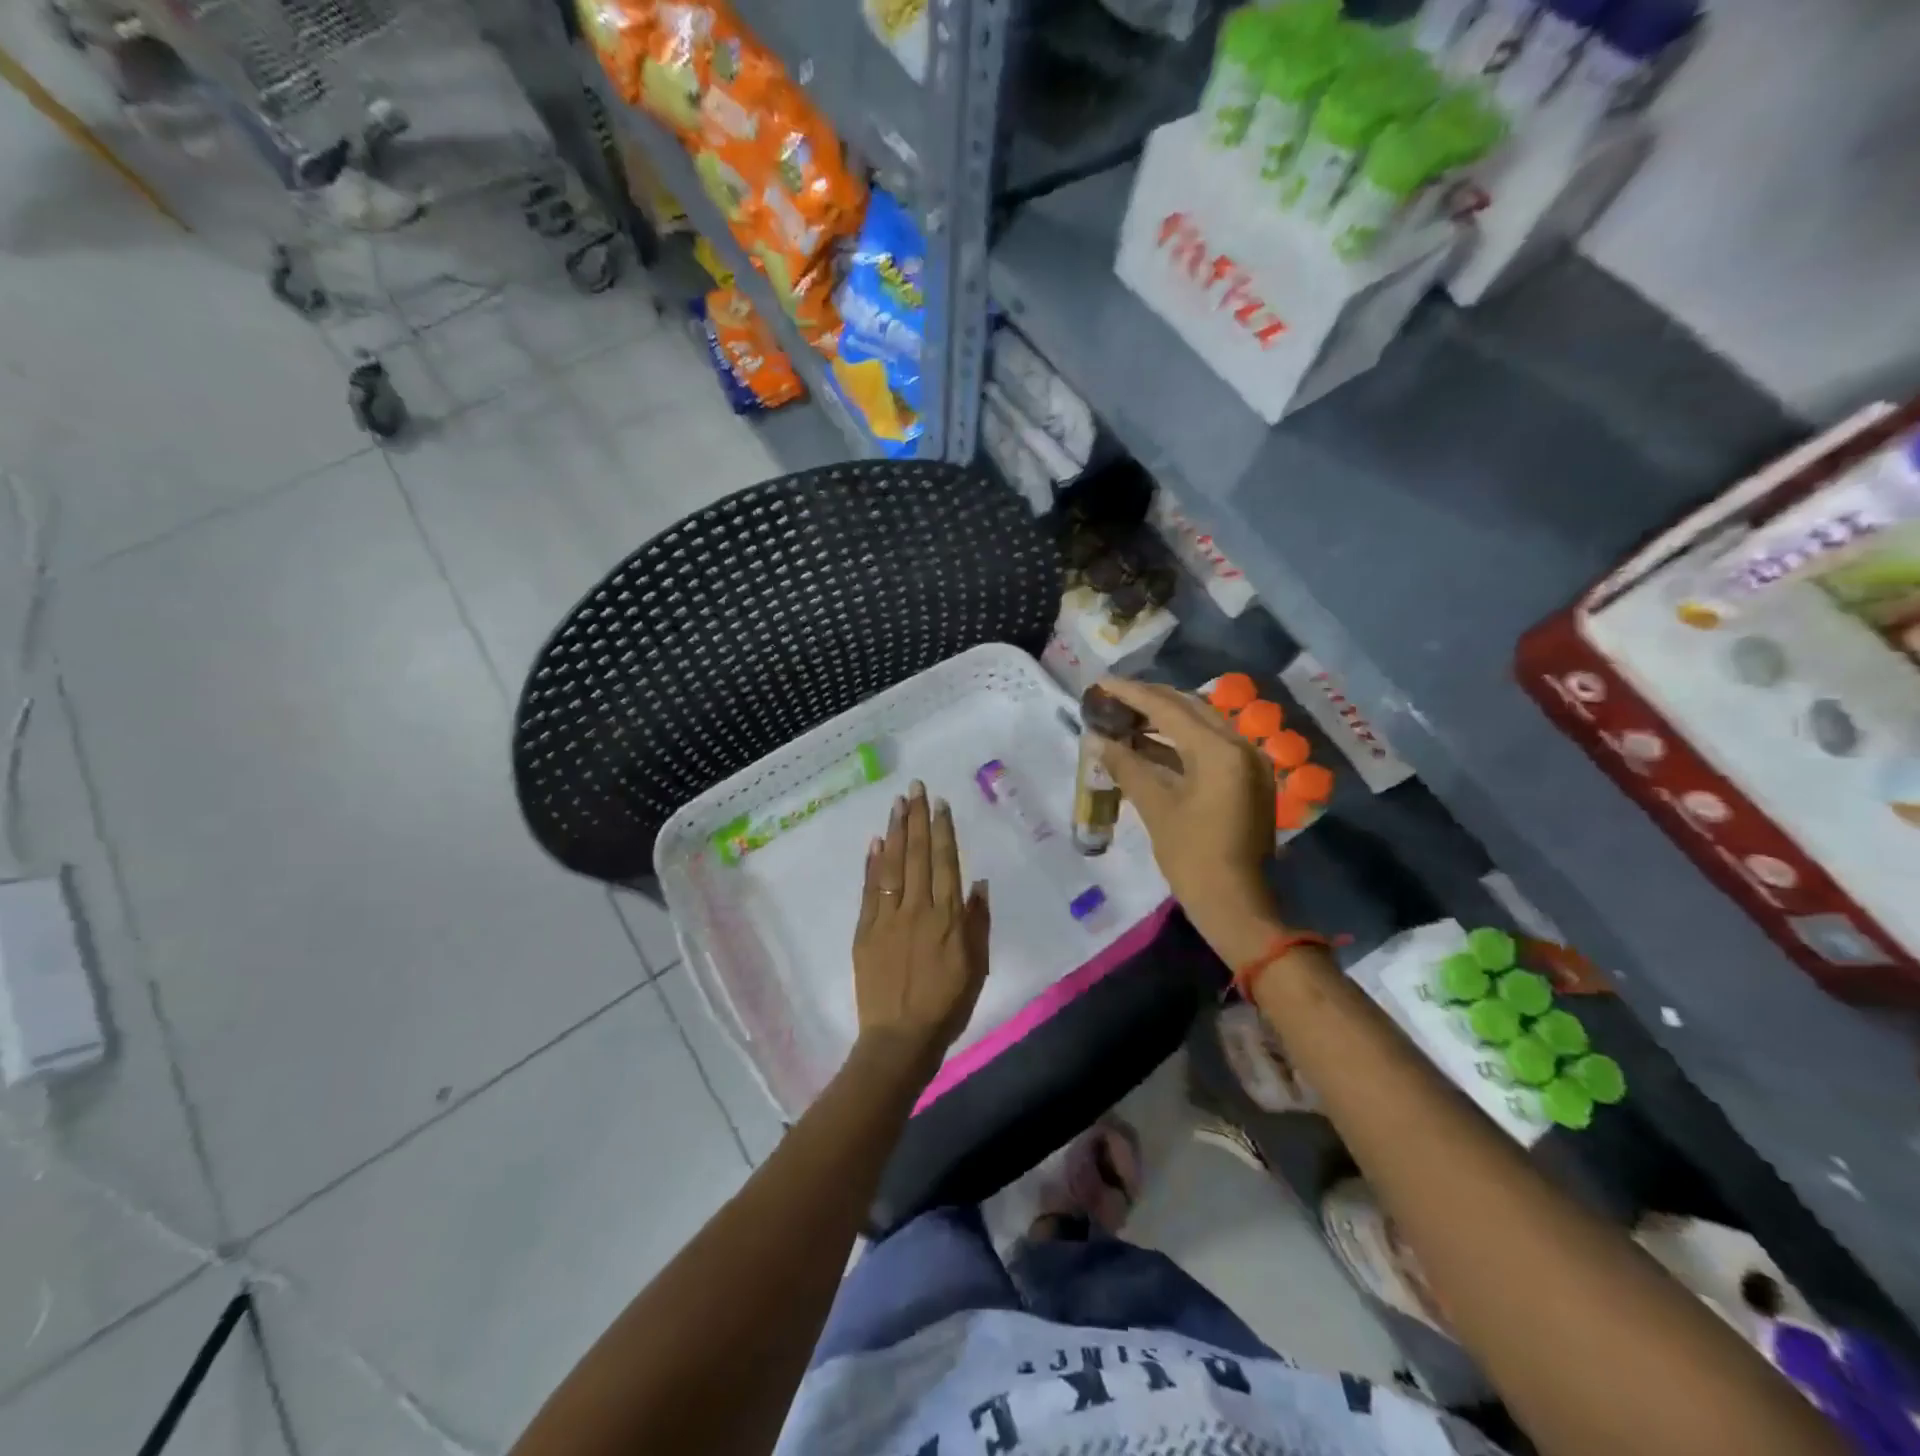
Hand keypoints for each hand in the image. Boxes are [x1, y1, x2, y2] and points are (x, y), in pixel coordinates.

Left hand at [851, 782, 990, 1078]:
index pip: (944, 862)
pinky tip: (875, 842)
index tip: (940, 804)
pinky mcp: (865, 931)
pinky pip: (869, 891)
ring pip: (892, 866)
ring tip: (897, 803)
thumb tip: (978, 883)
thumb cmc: (947, 1005)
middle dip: (917, 818)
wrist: (900, 1038)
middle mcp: (917, 909)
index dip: (942, 830)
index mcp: (947, 918)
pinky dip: (872, 865)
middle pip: (917, 855)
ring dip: (895, 832)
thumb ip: (977, 923)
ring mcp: (887, 918)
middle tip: (916, 787)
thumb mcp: (977, 967)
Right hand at [1092, 678, 1282, 956]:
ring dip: (1163, 720)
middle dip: (1149, 701)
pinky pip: (1209, 747)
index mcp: (1219, 750)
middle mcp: (1239, 746)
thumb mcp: (1156, 808)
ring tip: (1124, 718)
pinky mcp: (1246, 780)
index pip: (1168, 708)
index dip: (1132, 693)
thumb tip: (1098, 741)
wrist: (1237, 905)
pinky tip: (1148, 745)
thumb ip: (1127, 766)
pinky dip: (1179, 743)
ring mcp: (1247, 763)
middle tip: (1112, 698)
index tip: (1101, 683)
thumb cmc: (1192, 857)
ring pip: (1200, 726)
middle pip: (1189, 708)